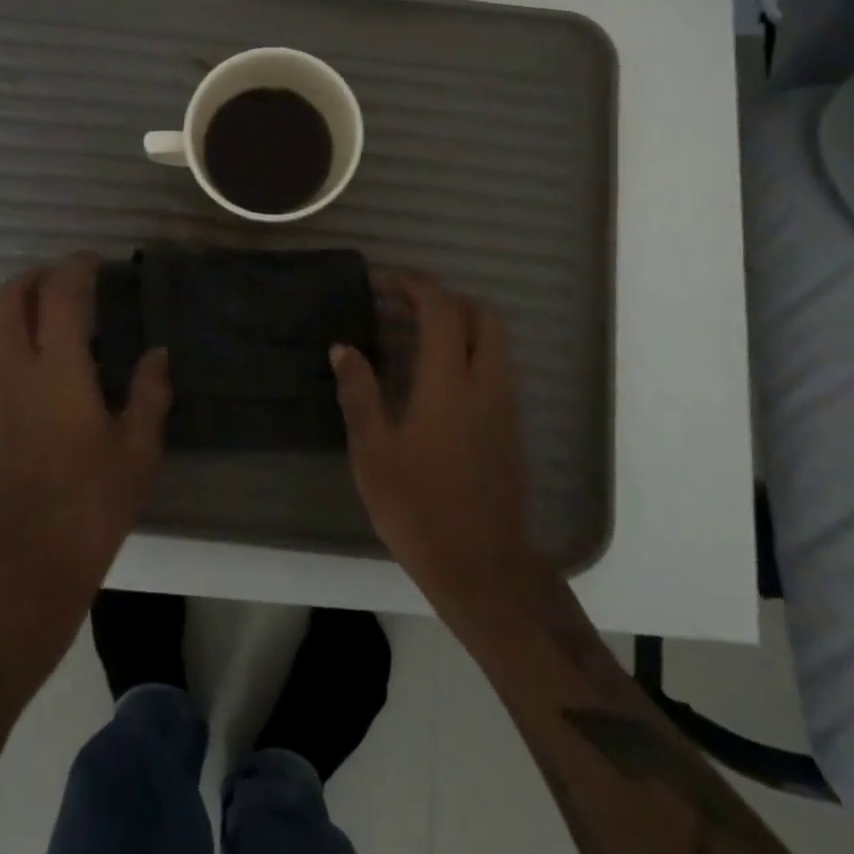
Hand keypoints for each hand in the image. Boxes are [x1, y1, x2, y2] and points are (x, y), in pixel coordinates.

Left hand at [0, 255, 172, 670]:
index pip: (60, 296)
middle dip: (34, 277)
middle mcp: (13, 371)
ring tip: (35, 309)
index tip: (95, 262)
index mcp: (58, 371)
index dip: (76, 268)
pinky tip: (11, 357)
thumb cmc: (91, 506)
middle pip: (8, 299)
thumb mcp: (138, 451)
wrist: (25, 567)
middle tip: (63, 279)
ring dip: (6, 304)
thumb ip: (149, 394)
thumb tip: (157, 353)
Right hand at [332, 273, 539, 619]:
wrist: (483, 569)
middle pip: (482, 314)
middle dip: (445, 298)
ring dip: (459, 324)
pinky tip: (435, 379)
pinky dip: (469, 351)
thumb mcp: (373, 452)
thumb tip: (343, 347)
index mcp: (448, 382)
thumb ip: (359, 393)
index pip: (442, 309)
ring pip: (494, 340)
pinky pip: (495, 367)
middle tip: (404, 306)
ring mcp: (504, 405)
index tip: (383, 284)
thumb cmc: (419, 509)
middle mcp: (485, 382)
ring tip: (415, 337)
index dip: (414, 285)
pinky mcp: (511, 427)